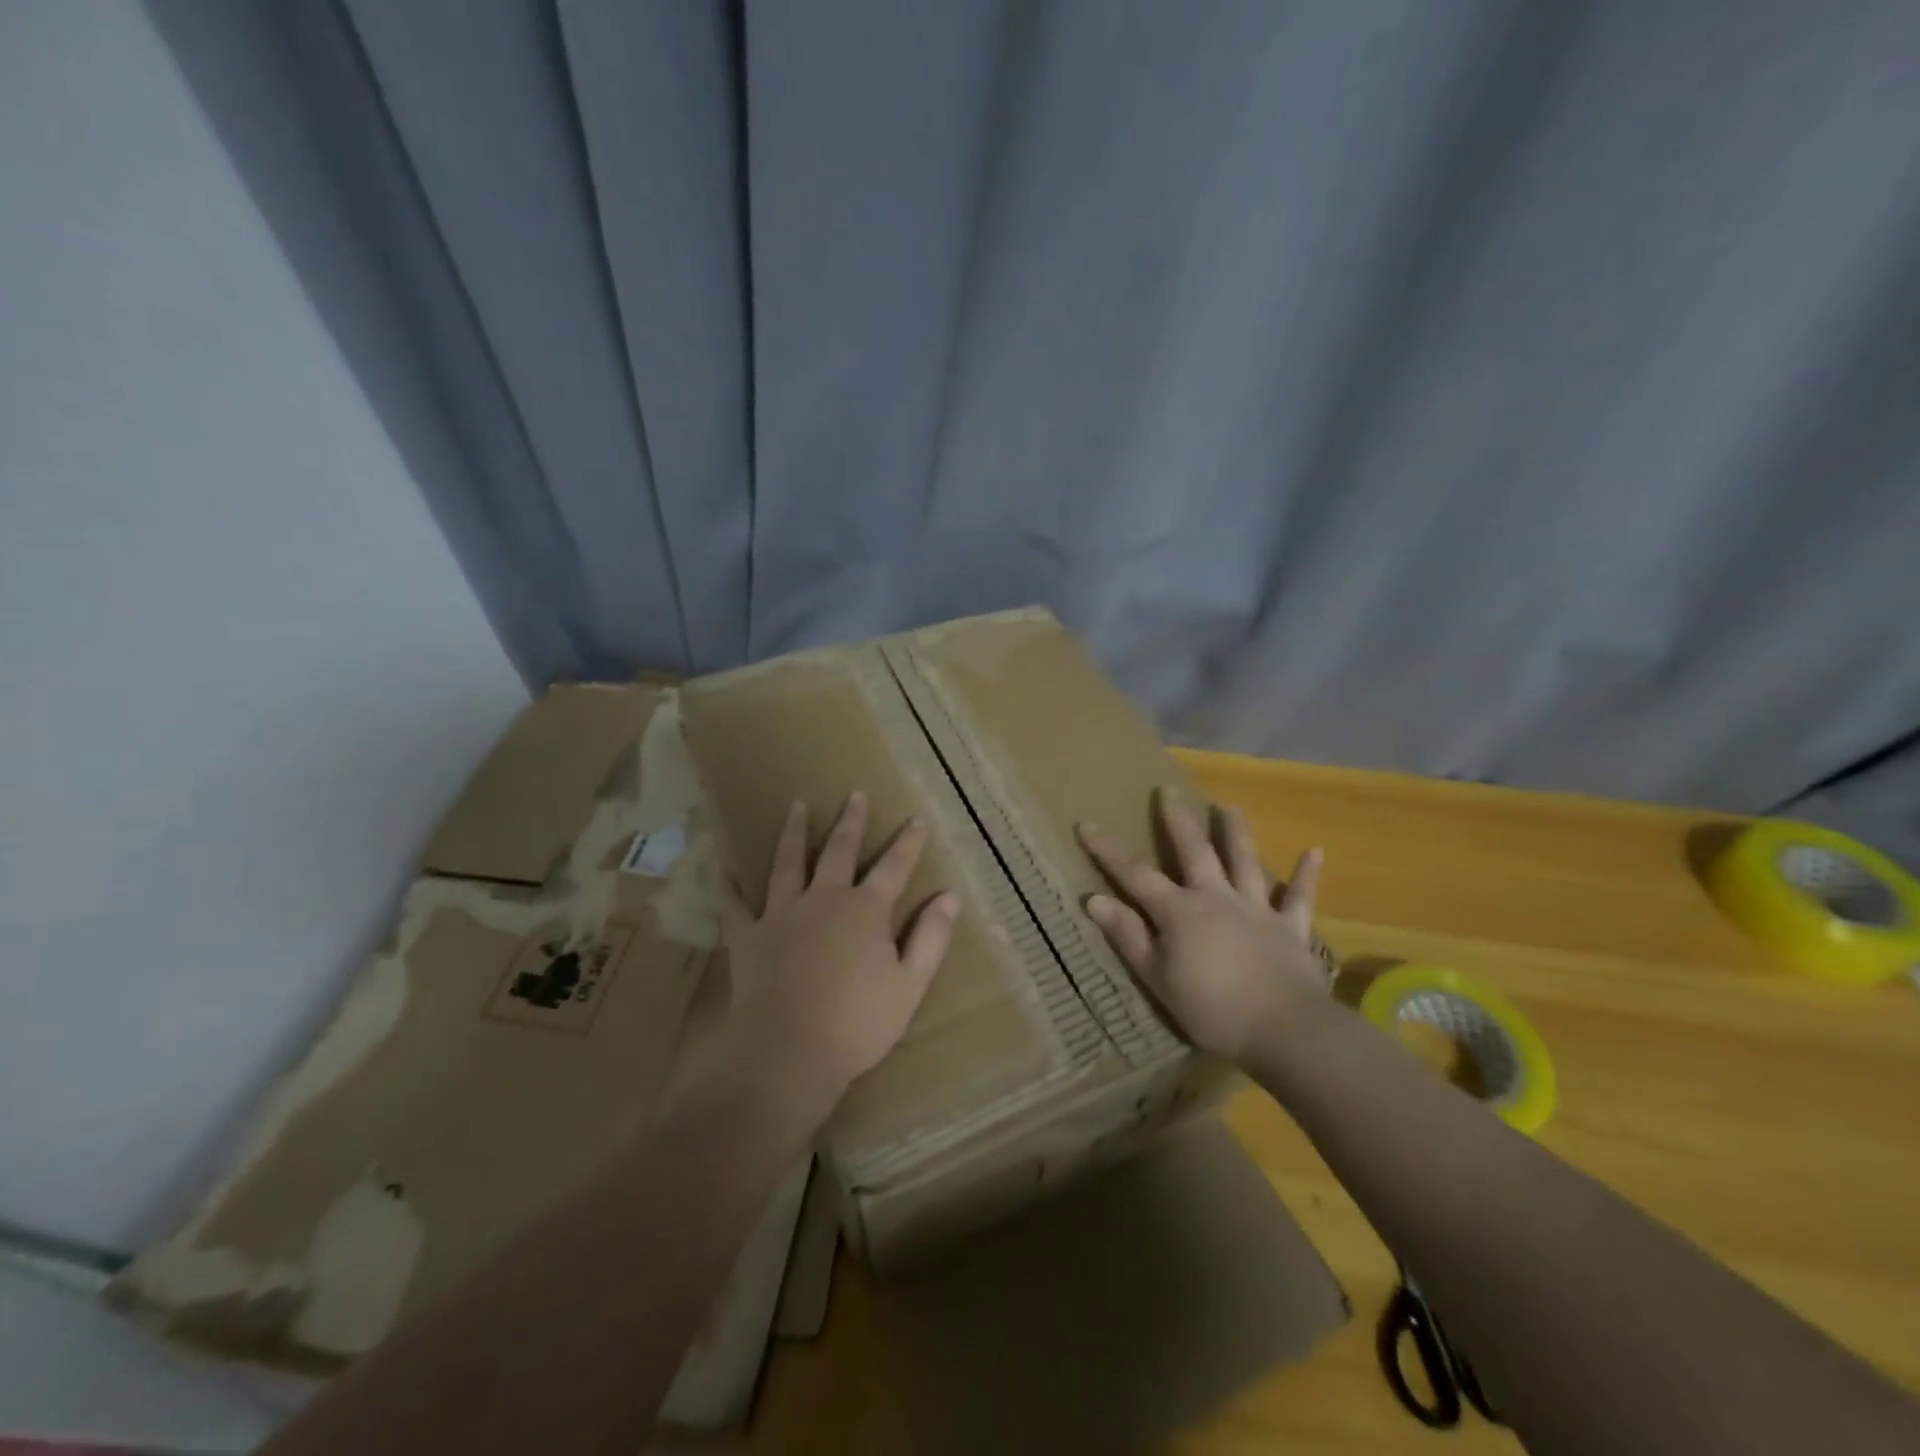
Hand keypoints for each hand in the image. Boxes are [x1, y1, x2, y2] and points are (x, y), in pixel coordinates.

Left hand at [721, 792, 959, 1119]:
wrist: (788, 1050)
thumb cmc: (857, 1022)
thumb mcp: (910, 984)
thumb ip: (932, 937)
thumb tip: (951, 897)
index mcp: (866, 910)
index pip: (894, 867)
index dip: (909, 843)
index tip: (917, 820)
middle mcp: (825, 899)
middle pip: (840, 851)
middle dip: (851, 822)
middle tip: (855, 794)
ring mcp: (783, 914)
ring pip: (788, 862)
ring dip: (794, 832)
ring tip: (796, 806)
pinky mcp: (750, 936)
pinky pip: (735, 905)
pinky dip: (729, 886)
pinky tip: (723, 868)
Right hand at [1077, 792, 1326, 1065]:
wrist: (1286, 1030)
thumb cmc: (1213, 1009)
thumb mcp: (1157, 978)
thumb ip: (1128, 936)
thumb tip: (1094, 899)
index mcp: (1180, 912)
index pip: (1136, 875)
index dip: (1109, 851)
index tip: (1087, 825)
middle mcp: (1217, 898)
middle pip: (1195, 852)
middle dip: (1178, 821)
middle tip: (1168, 791)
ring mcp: (1257, 910)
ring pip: (1245, 862)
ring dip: (1236, 832)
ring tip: (1229, 805)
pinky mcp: (1292, 929)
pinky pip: (1300, 898)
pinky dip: (1307, 875)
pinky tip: (1314, 851)